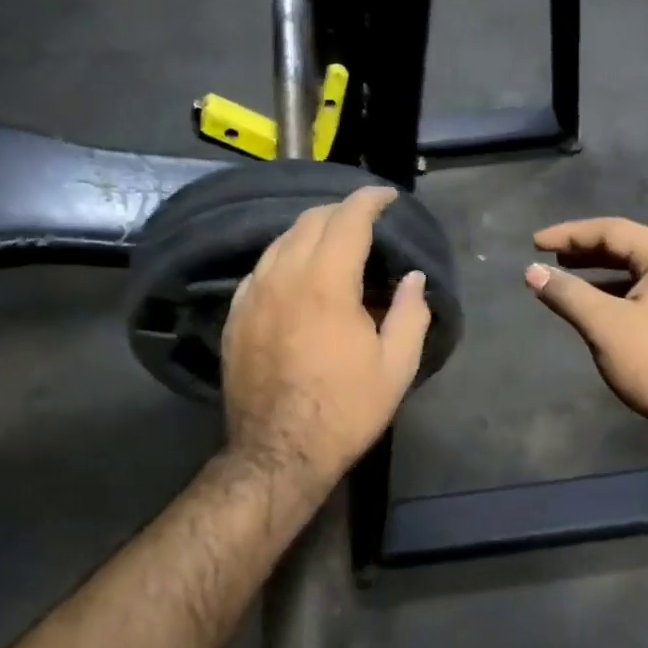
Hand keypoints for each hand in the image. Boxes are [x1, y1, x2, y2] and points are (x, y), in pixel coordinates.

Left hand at [222, 186, 431, 484]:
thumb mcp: (396, 367)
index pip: (347, 219)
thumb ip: (410, 314)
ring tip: (333, 242)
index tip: (387, 196)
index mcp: (326, 283)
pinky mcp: (235, 317)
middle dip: (340, 212)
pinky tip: (297, 274)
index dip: (369, 200)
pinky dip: (284, 258)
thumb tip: (413, 278)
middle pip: (309, 222)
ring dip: (310, 232)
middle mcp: (283, 277)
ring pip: (279, 242)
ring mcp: (252, 296)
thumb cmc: (345, 410)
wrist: (279, 451)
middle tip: (365, 221)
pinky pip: (261, 269)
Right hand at [525, 217, 647, 439]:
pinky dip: (615, 294)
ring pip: (635, 272)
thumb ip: (568, 294)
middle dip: (584, 251)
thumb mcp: (605, 326)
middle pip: (626, 247)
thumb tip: (532, 272)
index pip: (612, 230)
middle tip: (548, 257)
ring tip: (565, 279)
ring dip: (599, 274)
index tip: (535, 244)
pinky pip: (644, 293)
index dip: (569, 234)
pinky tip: (595, 308)